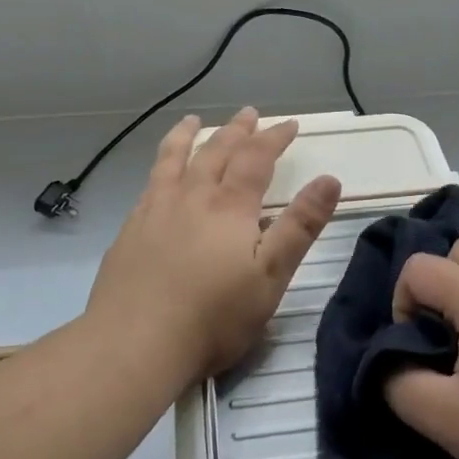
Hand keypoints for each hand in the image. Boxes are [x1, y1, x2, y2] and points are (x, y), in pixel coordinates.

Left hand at [85, 107, 341, 381]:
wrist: (134, 344)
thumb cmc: (213, 317)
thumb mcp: (271, 276)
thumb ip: (300, 226)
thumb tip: (329, 179)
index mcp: (229, 207)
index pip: (256, 158)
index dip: (274, 138)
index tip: (290, 124)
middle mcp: (191, 197)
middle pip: (216, 151)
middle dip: (237, 130)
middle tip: (249, 114)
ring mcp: (155, 211)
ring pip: (173, 160)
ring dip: (187, 136)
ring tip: (192, 120)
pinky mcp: (130, 231)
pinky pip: (149, 184)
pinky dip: (159, 167)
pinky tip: (159, 176)